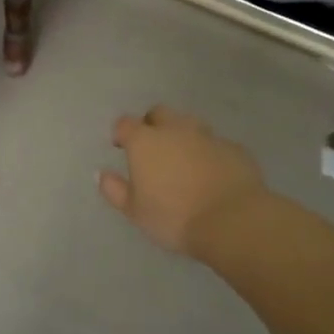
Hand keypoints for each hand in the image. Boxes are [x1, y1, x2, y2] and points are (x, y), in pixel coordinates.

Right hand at [99, 105, 267, 257]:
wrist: (232, 220)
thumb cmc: (174, 216)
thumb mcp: (135, 211)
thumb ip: (115, 190)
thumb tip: (100, 174)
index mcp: (146, 141)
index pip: (126, 123)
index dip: (121, 132)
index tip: (121, 146)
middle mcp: (175, 130)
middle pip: (160, 114)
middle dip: (153, 124)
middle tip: (152, 148)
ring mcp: (207, 136)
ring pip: (190, 125)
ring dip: (182, 136)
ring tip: (183, 160)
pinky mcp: (234, 148)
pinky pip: (215, 144)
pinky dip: (208, 153)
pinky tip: (211, 173)